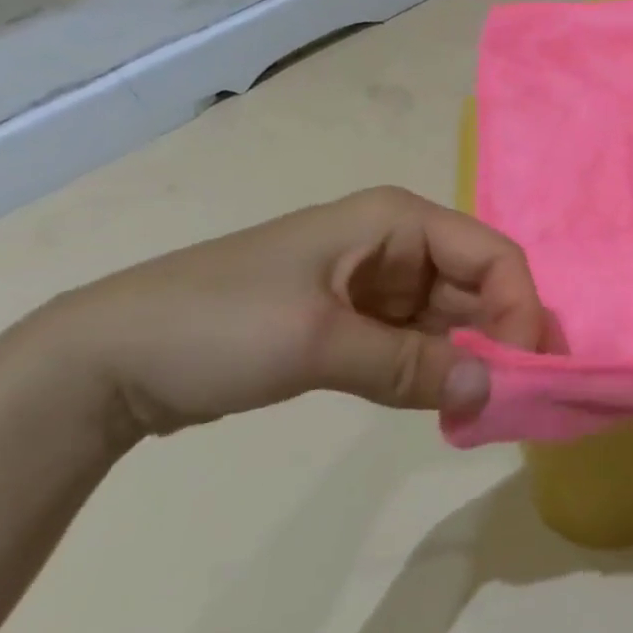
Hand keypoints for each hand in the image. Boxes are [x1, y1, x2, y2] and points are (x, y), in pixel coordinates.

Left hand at [25, 187, 550, 439]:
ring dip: (472, 360)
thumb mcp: (318, 342)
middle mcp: (400, 245)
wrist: (106, 361)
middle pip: (479, 286)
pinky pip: (419, 344)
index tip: (526, 371)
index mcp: (398, 221)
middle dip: (501, 338)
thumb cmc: (218, 324)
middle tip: (516, 400)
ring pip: (454, 319)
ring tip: (486, 411)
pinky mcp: (359, 322)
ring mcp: (380, 285)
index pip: (492, 255)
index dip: (519, 307)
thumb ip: (411, 366)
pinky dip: (438, 373)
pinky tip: (450, 406)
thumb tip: (494, 391)